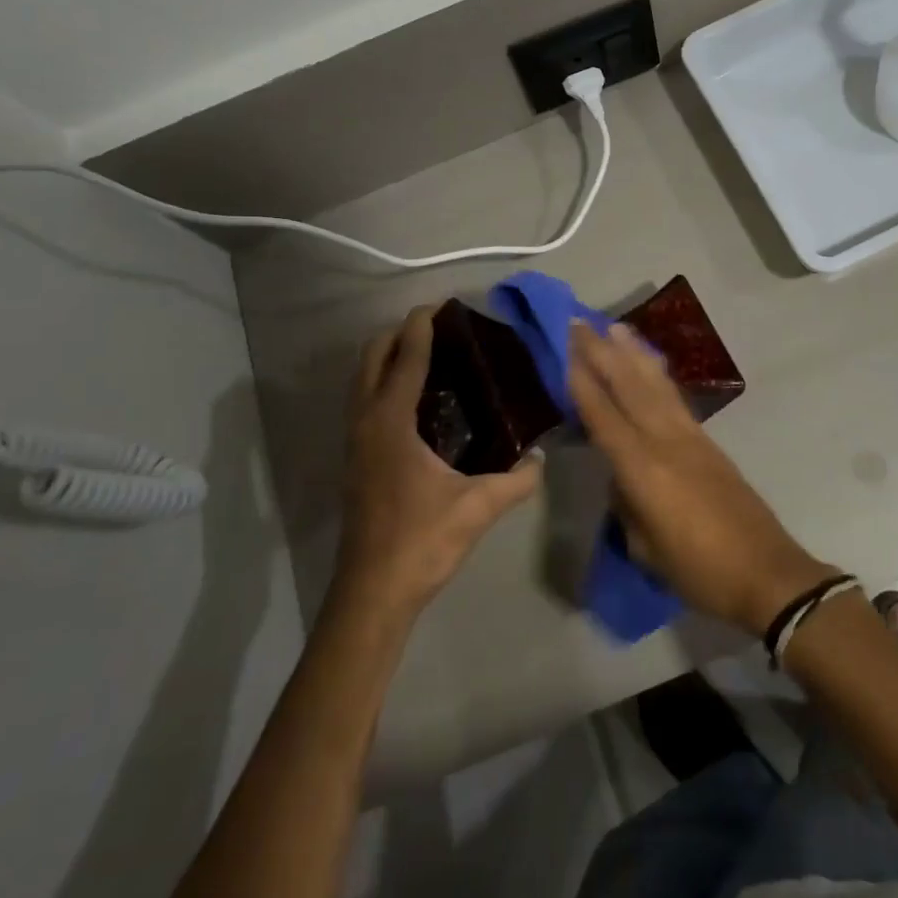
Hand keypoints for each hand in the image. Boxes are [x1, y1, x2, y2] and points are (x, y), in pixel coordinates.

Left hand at [333, 307, 543, 620]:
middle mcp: (366, 422)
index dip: (420, 328)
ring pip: (363, 380)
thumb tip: (541, 458)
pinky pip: (366, 402)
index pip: (405, 359)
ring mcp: (355, 442)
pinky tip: (418, 401)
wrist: (372, 592)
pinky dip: (384, 384)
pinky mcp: (356, 460)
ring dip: (388, 358)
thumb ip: (517, 480)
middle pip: (372, 358)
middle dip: (398, 334)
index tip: (438, 305)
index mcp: (391, 423)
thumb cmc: (421, 542)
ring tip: (428, 355)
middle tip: (437, 328)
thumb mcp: (477, 508)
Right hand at [568, 322, 835, 635]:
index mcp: (643, 468)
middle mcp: (666, 440)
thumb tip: (619, 478)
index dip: (582, 381)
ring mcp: (691, 436)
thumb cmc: (699, 570)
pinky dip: (658, 374)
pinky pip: (675, 397)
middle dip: (602, 352)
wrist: (767, 572)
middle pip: (628, 386)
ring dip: (633, 352)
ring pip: (655, 384)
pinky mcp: (708, 441)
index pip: (603, 415)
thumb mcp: (646, 548)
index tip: (564, 349)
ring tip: (615, 326)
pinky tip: (650, 364)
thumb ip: (627, 505)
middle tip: (579, 323)